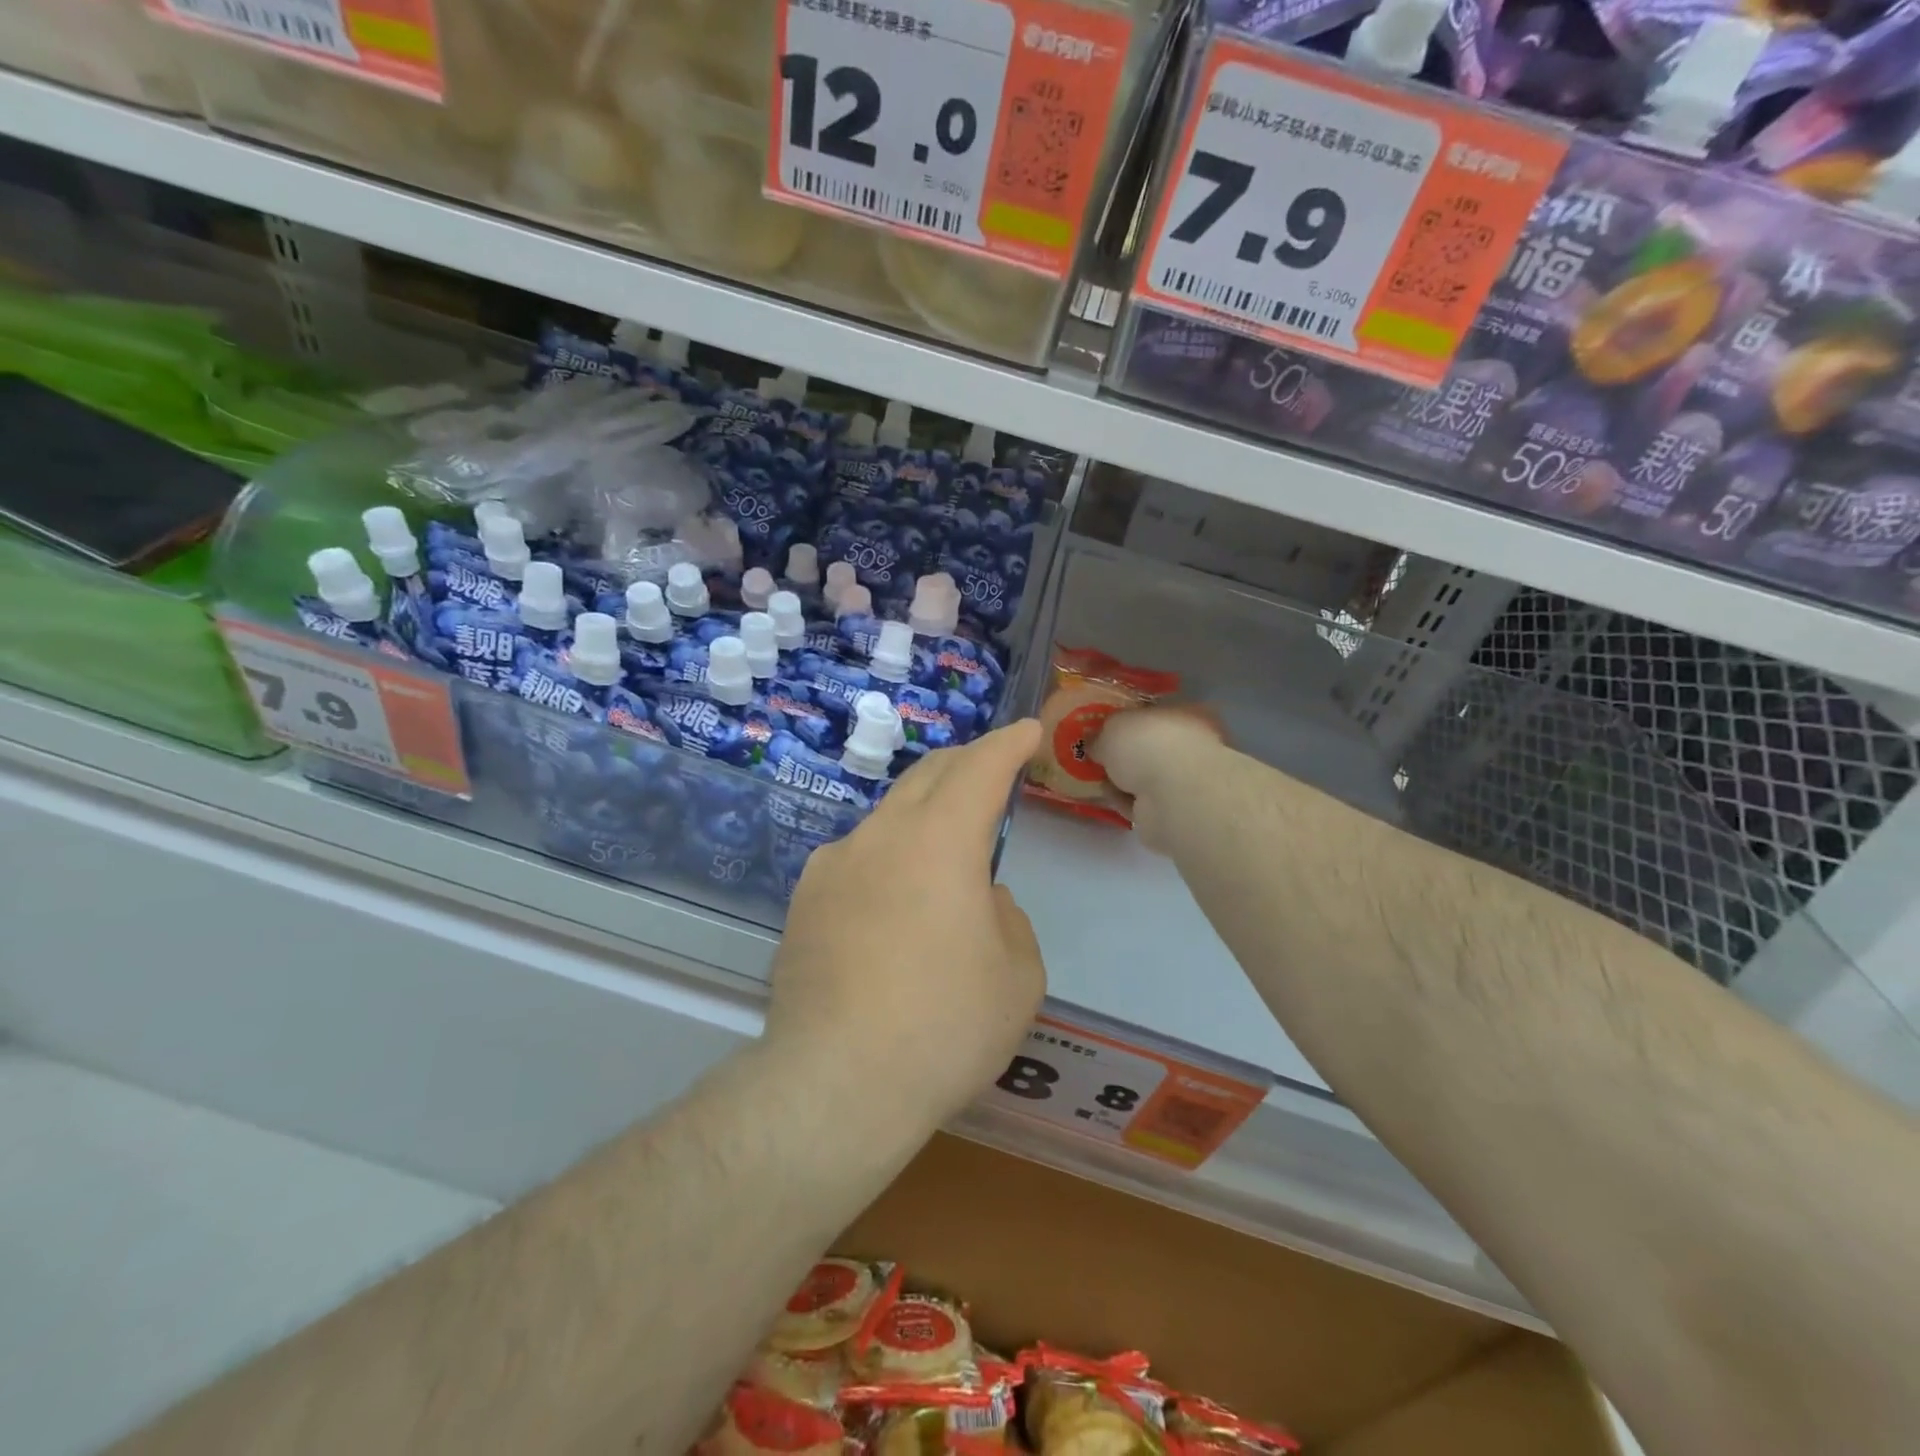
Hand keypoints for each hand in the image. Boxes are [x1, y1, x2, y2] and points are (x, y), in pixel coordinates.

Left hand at [765, 719, 1047, 1132]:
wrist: (835, 1084)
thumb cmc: (944, 1027)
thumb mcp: (1017, 976)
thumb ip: (1008, 918)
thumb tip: (979, 897)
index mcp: (941, 841)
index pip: (981, 768)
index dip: (1009, 744)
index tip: (1028, 731)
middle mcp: (881, 836)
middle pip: (929, 776)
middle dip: (967, 763)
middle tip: (993, 768)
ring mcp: (834, 865)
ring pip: (889, 817)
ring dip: (924, 814)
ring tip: (945, 845)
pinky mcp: (804, 901)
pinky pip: (857, 858)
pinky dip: (888, 857)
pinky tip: (893, 901)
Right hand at [1089, 706, 1224, 852]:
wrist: (1173, 798)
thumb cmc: (1149, 745)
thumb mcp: (1114, 726)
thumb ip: (1102, 732)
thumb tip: (1095, 742)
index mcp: (1189, 715)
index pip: (1157, 713)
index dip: (1130, 719)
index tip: (1104, 728)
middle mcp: (1193, 746)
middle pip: (1150, 747)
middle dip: (1123, 753)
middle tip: (1095, 754)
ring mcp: (1186, 782)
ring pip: (1146, 777)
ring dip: (1121, 779)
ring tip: (1094, 777)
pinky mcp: (1175, 812)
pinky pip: (1142, 802)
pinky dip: (1124, 800)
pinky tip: (1107, 797)